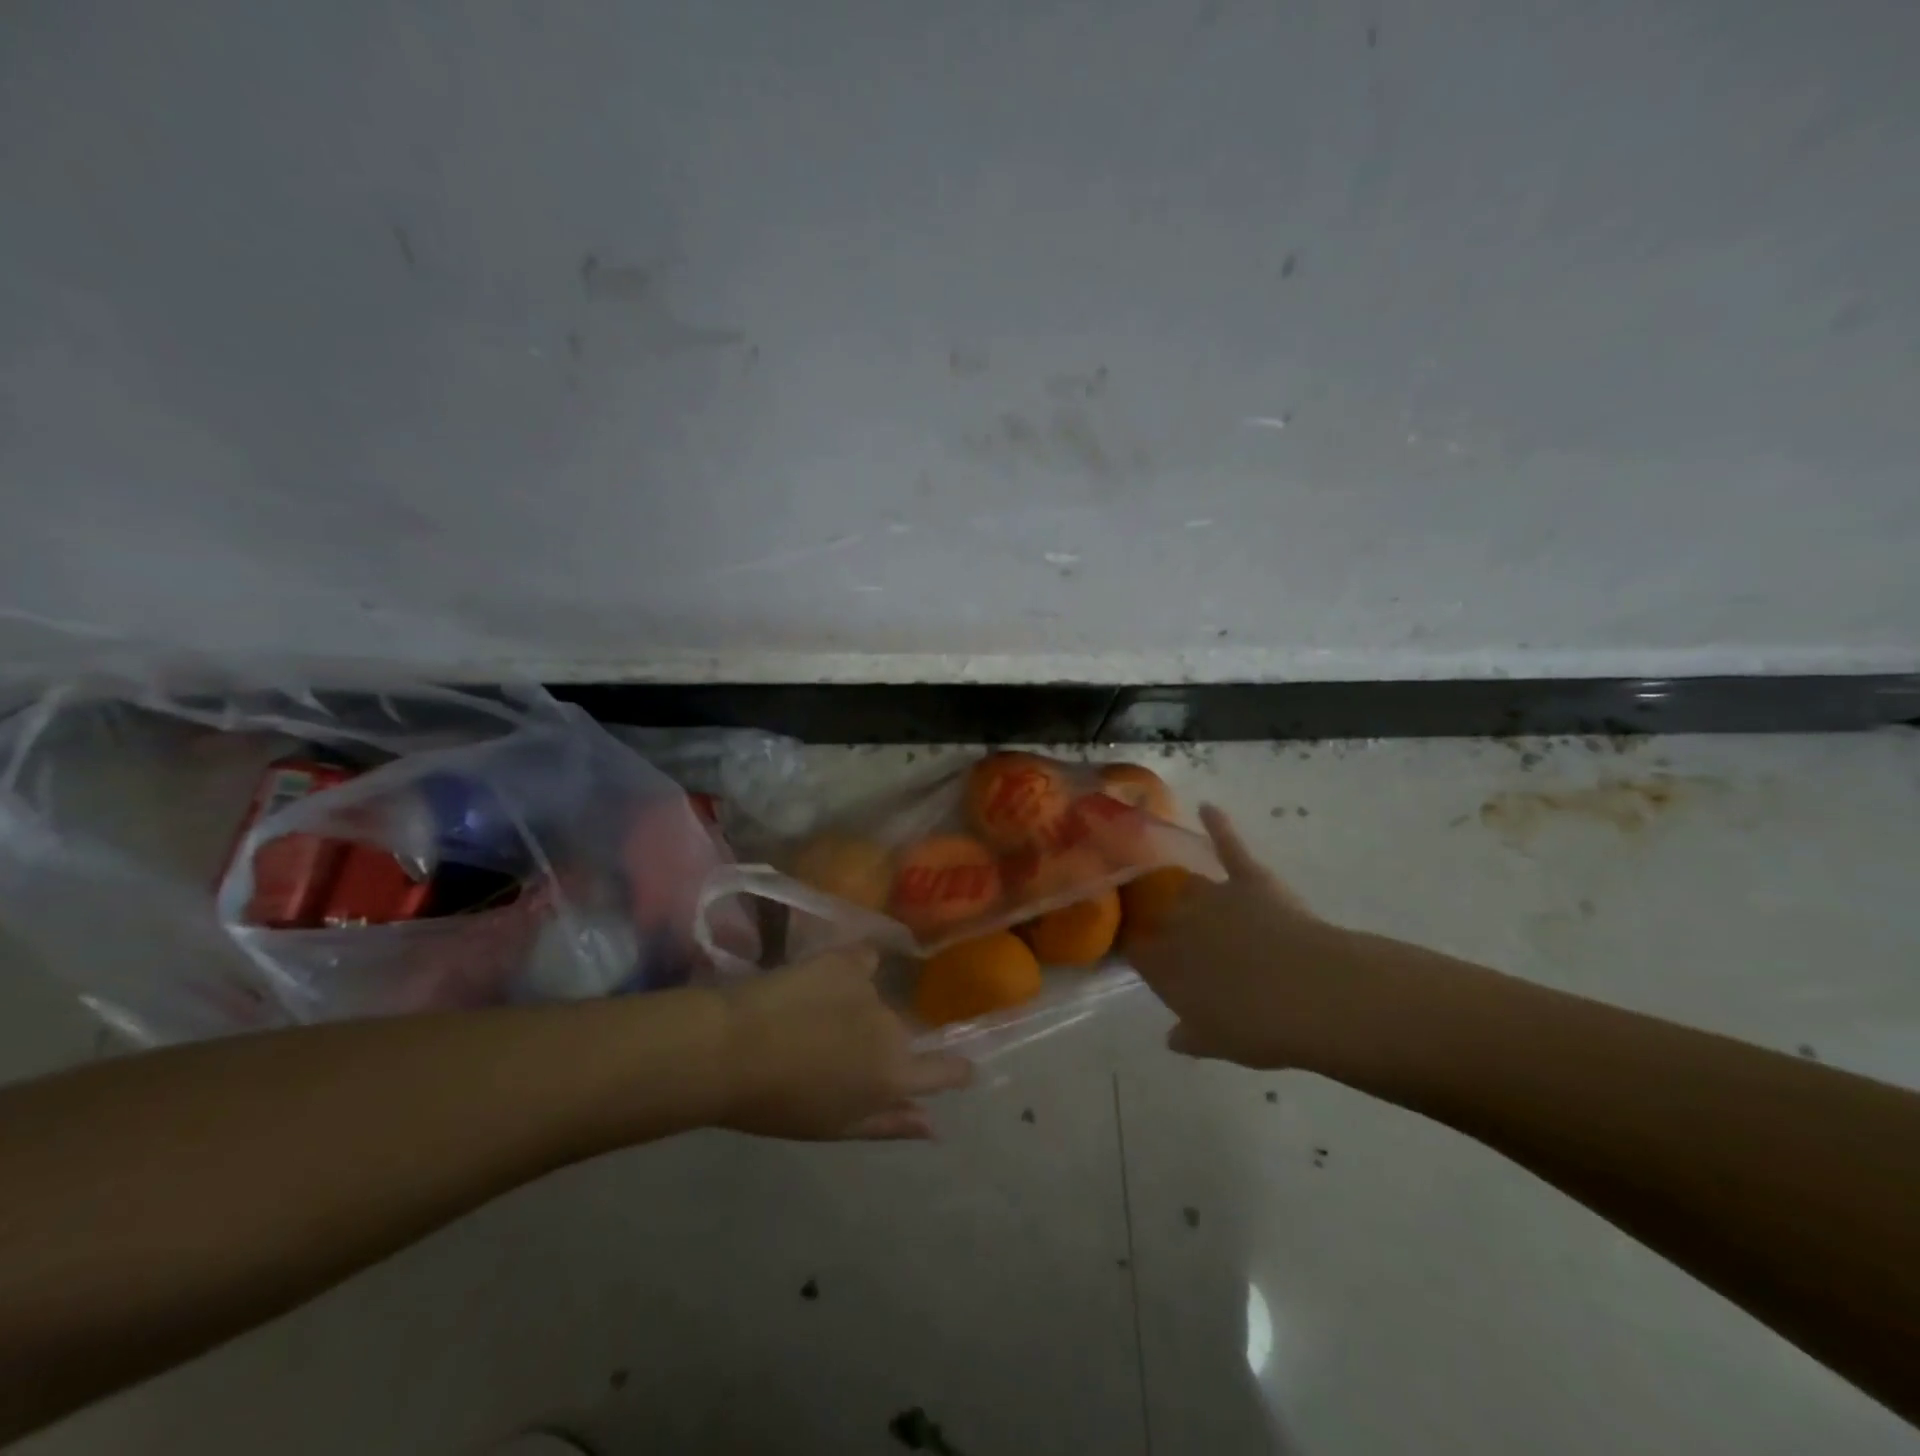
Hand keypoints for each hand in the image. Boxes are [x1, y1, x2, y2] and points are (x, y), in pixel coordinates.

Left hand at [716, 947, 973, 1140]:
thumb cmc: (778, 1103)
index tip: (961, 1068)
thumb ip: (890, 1124)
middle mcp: (893, 1029)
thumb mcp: (836, 1127)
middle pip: (900, 1035)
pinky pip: (864, 961)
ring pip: (877, 1001)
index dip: (956, 1070)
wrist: (731, 1049)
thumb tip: (934, 1127)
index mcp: (893, 1076)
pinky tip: (828, 979)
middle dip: (878, 1044)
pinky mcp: (846, 959)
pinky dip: (854, 969)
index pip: (946, 1071)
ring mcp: (871, 990)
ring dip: (857, 1011)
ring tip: (814, 1020)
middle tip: (836, 1053)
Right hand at [1128, 806, 1377, 1073]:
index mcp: (1168, 966)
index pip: (1139, 952)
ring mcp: (1215, 897)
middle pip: (1161, 916)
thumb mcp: (1219, 1043)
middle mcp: (1180, 925)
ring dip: (1183, 886)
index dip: (1137, 950)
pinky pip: (1229, 847)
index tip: (1137, 951)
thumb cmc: (1261, 1028)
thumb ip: (1191, 1036)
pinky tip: (1206, 807)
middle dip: (1160, 918)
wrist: (1312, 994)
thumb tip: (1172, 1037)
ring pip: (1188, 885)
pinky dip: (1218, 826)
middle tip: (1169, 927)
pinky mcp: (1248, 878)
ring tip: (1179, 886)